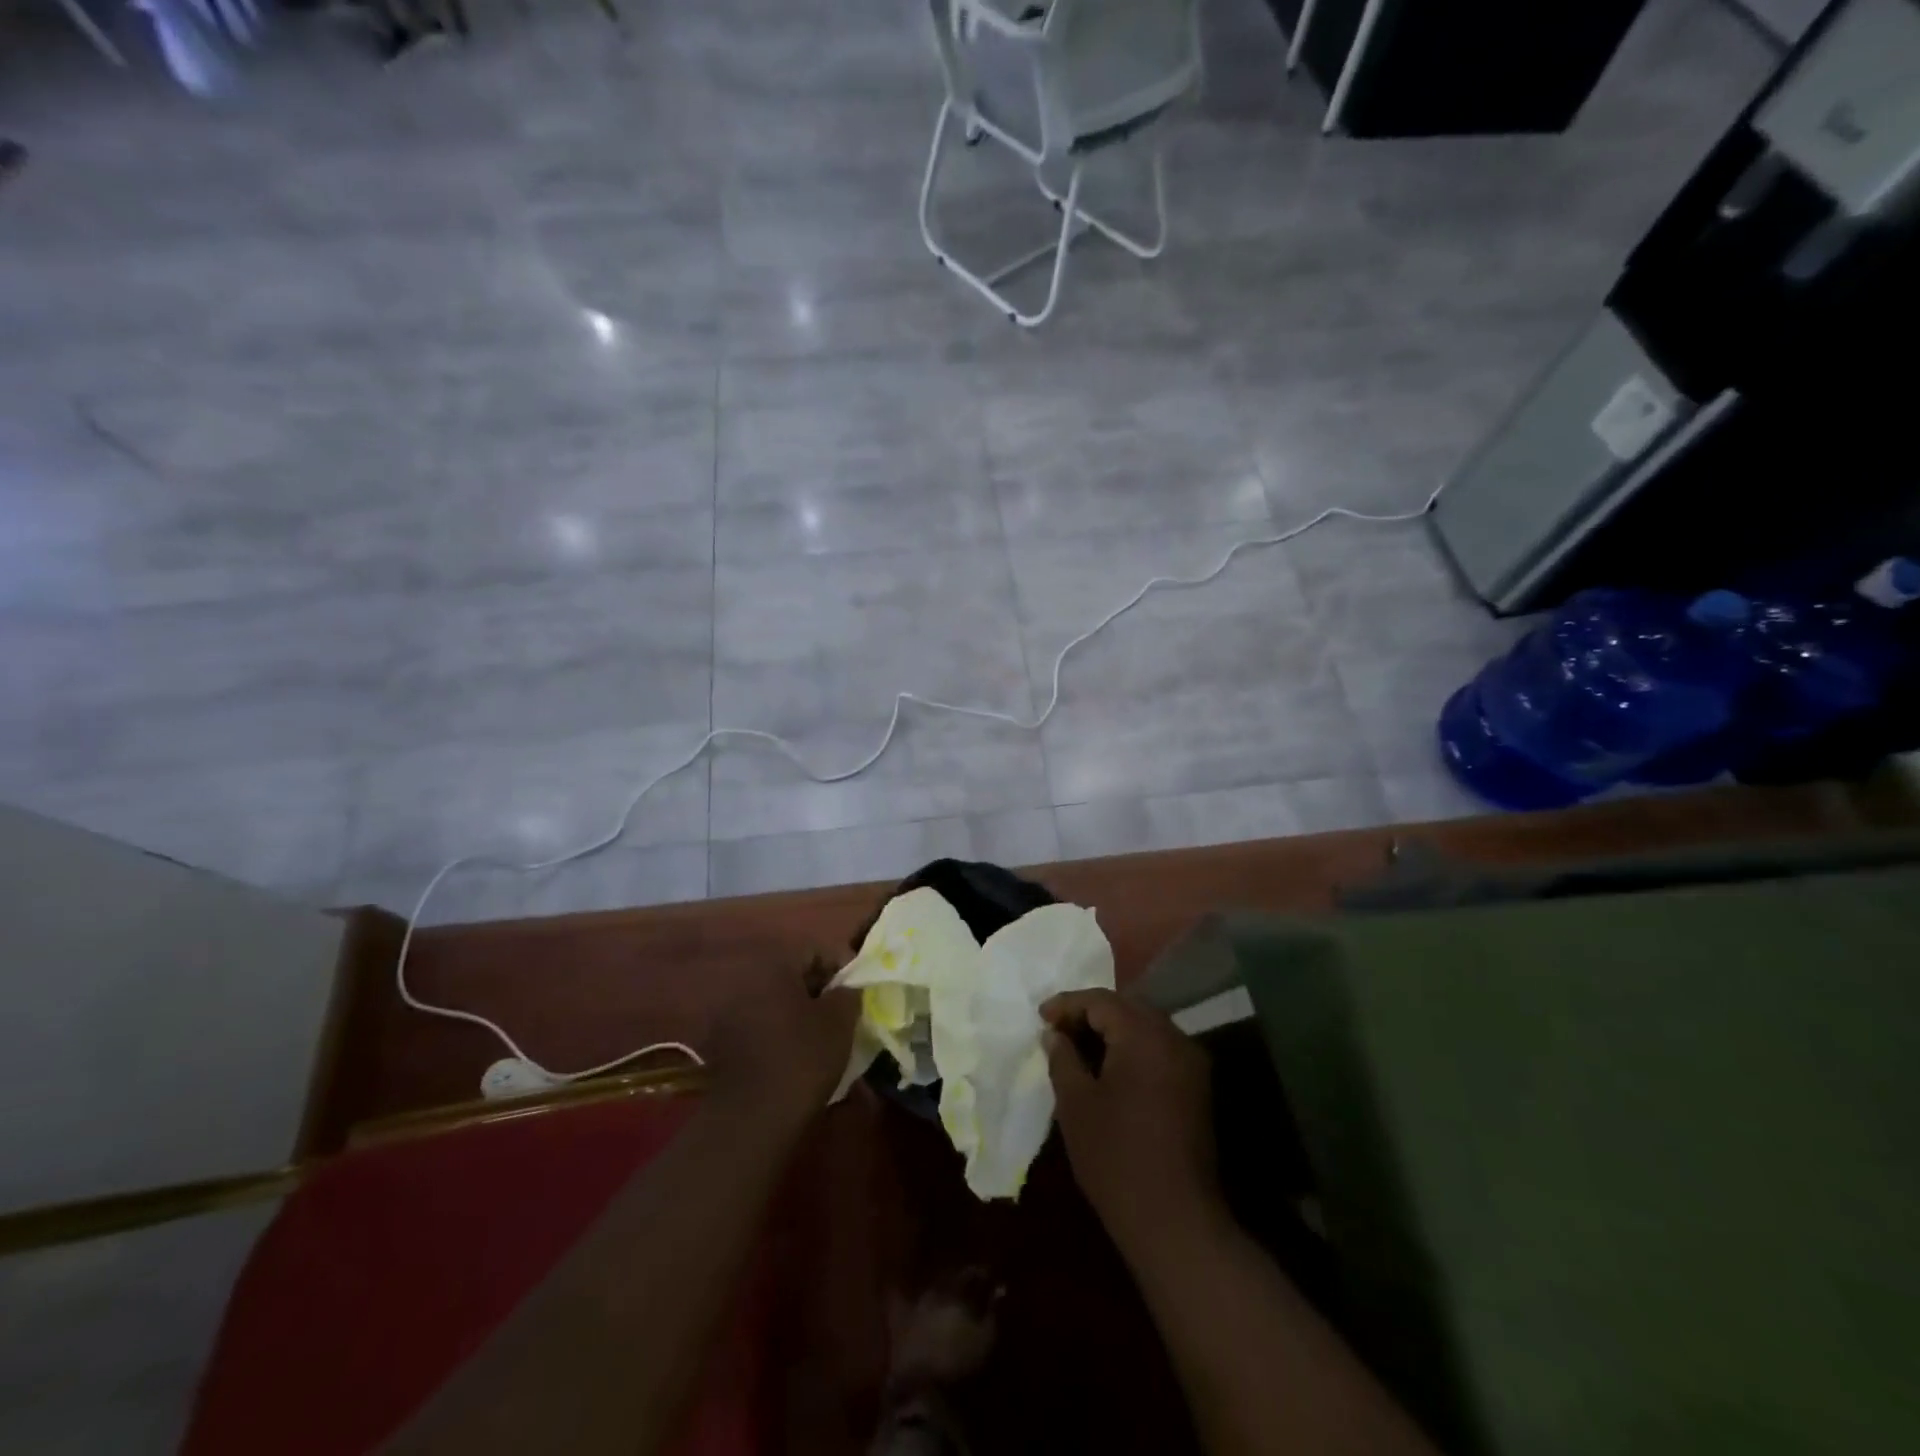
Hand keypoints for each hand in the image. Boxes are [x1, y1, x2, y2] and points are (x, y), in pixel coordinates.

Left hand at [706, 962, 859, 1126]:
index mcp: (773, 966)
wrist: (752, 1119)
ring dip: (799, 1013)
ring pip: (776, 1003)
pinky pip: (760, 1027)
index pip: (814, 950)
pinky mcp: (722, 1046)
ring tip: (823, 1036)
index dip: (841, 965)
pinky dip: (781, 1034)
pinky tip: (798, 1056)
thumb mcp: (839, 1021)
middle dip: (820, 990)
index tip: (858, 989)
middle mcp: (745, 982)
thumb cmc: (802, 1058)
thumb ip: (848, 993)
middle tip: (843, 1012)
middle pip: (792, 976)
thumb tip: (847, 987)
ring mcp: (729, 1014)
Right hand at [1041, 989, 1219, 1255]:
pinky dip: (1132, 1049)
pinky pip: (1160, 1050)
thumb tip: (1055, 1034)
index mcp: (1144, 1036)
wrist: (1175, 1221)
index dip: (1067, 1005)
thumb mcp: (1076, 1104)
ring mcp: (1191, 1064)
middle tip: (1058, 1029)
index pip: (1102, 1001)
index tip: (1041, 1018)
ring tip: (1078, 1046)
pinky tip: (1109, 1067)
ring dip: (1112, 1030)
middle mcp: (1174, 1039)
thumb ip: (1063, 1058)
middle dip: (1090, 1014)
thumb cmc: (1116, 1157)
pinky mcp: (1197, 1088)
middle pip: (1128, 1009)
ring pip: (1146, 1028)